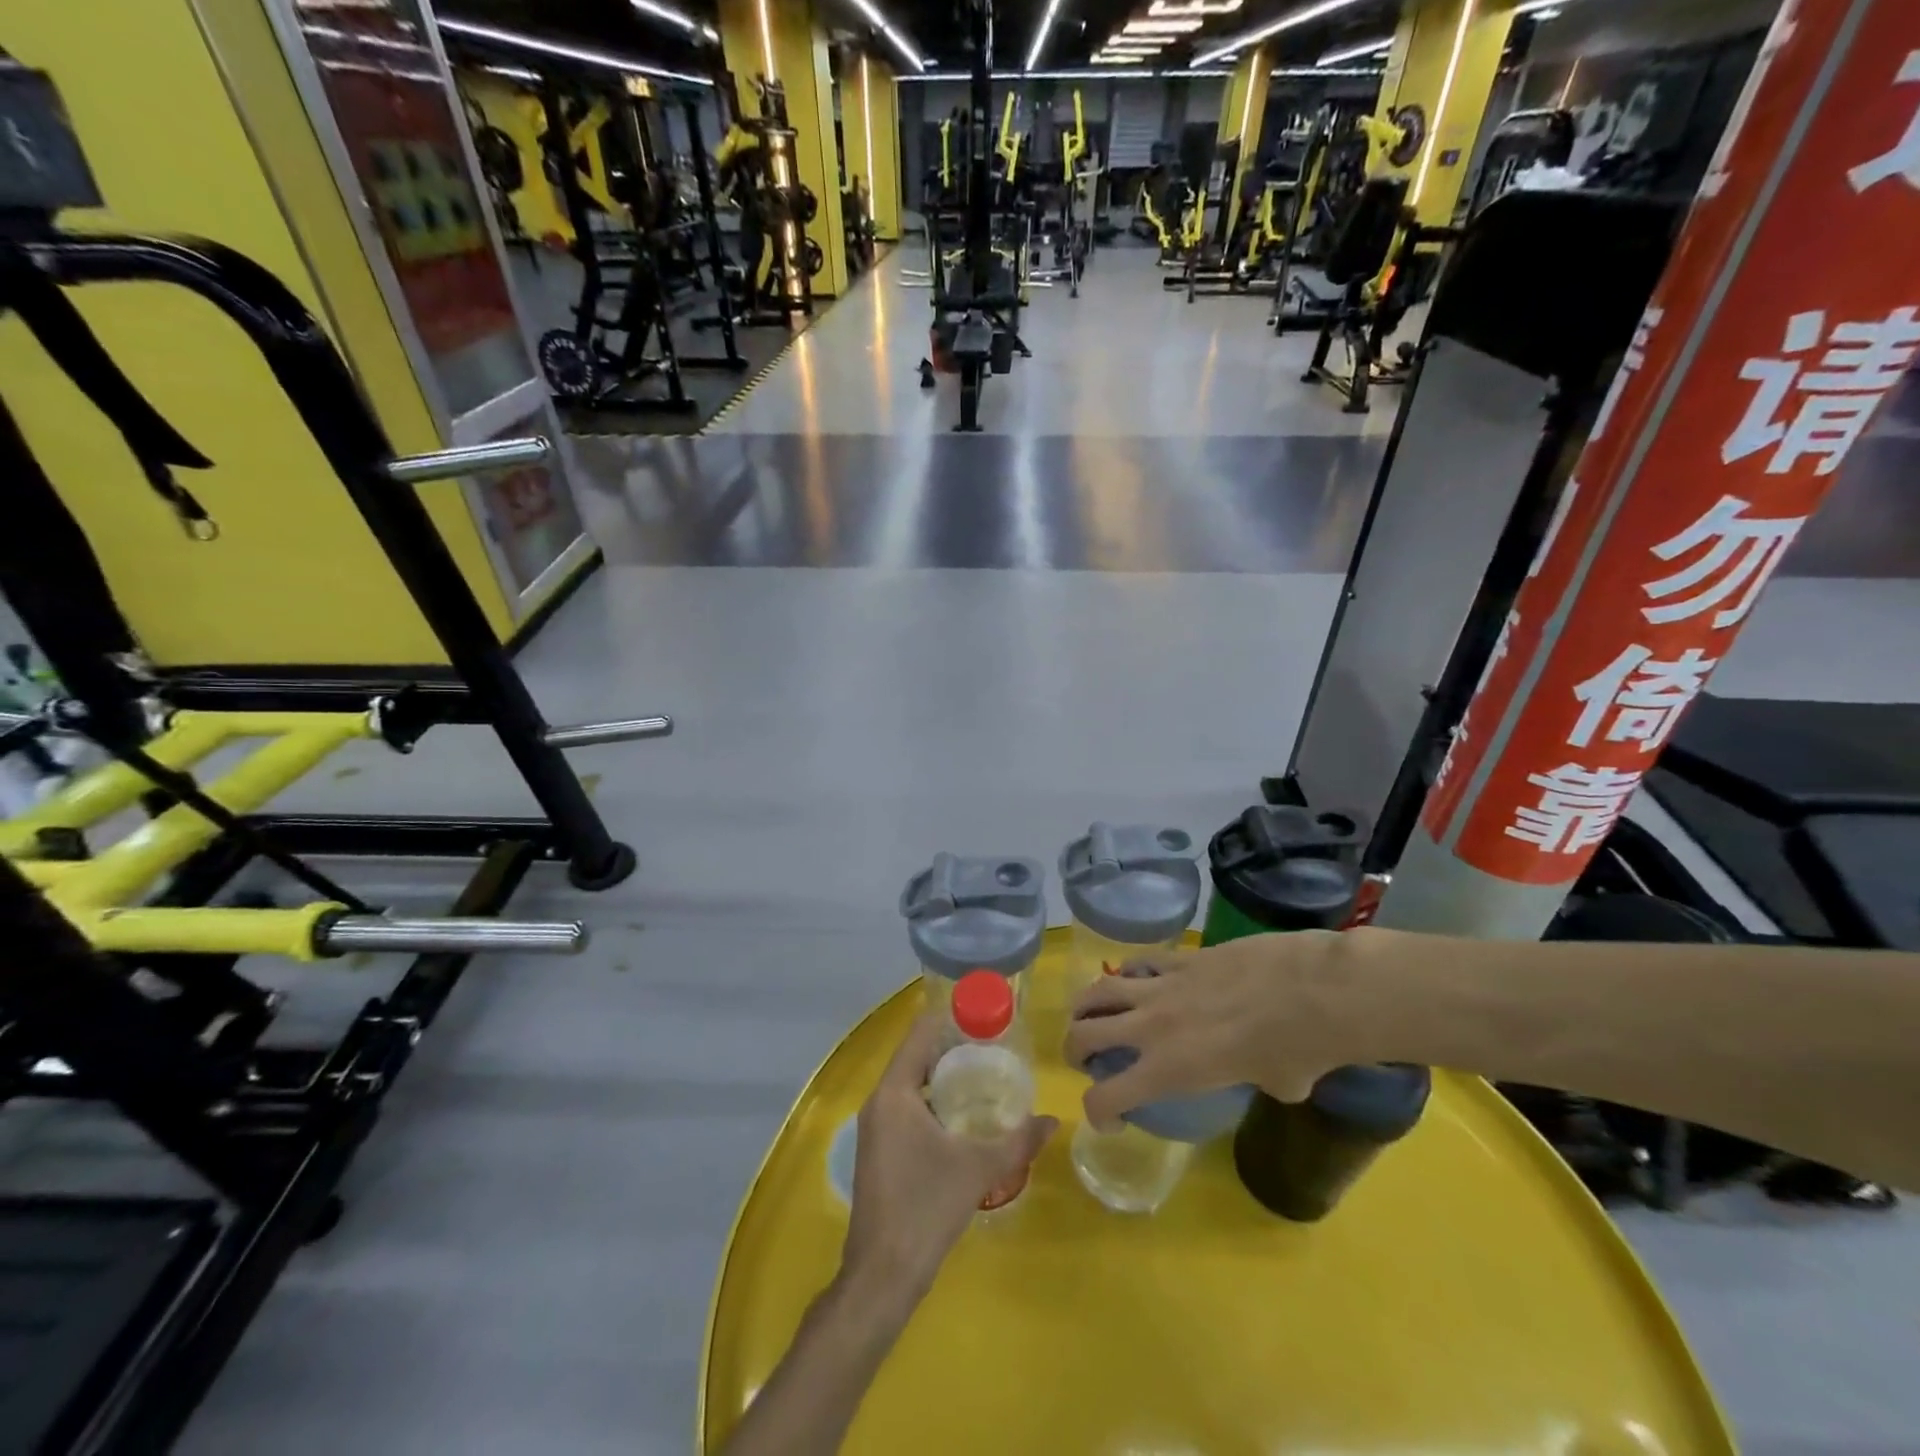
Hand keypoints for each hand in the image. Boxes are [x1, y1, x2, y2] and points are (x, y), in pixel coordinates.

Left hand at [843, 1018, 1055, 1313]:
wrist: (882, 1275)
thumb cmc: (926, 1208)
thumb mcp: (979, 1169)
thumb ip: (1018, 1141)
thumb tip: (1053, 1121)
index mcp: (894, 1092)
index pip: (919, 1033)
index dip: (949, 1017)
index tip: (982, 1012)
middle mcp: (879, 1101)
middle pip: (915, 1056)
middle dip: (952, 1047)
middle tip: (993, 1044)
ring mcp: (874, 1126)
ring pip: (910, 1084)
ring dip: (942, 1076)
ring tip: (984, 1074)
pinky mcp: (878, 1149)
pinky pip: (906, 1107)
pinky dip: (932, 1100)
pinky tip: (961, 1116)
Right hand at [1062, 930, 1384, 1127]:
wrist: (1313, 990)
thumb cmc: (1299, 1050)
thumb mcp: (1277, 1086)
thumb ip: (1255, 1082)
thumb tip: (1264, 1073)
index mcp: (1169, 1070)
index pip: (1105, 1098)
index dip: (1098, 1113)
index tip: (1111, 1118)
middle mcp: (1151, 1028)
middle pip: (1083, 1035)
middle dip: (1075, 1050)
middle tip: (1085, 1058)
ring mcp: (1162, 986)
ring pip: (1099, 990)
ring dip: (1086, 1006)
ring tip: (1090, 1013)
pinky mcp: (1180, 957)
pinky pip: (1140, 963)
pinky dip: (1129, 974)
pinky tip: (1136, 979)